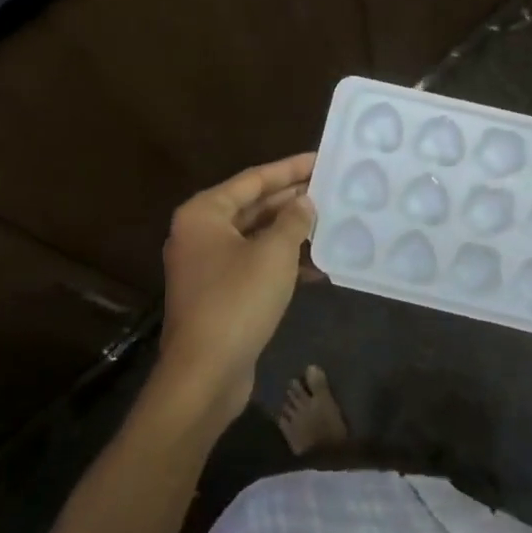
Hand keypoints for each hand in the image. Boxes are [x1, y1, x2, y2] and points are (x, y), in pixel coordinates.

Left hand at [154, 154, 317, 423]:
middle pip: (253, 206)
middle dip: (292, 200)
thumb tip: (304, 203)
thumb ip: (292, 221)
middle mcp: (200, 234)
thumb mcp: (274, 254)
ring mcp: (207, 266)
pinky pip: (254, 264)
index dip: (290, 168)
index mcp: (204, 214)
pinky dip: (282, 262)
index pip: (253, 179)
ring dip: (291, 232)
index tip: (321, 159)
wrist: (205, 373)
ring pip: (256, 237)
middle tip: (331, 189)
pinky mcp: (219, 294)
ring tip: (331, 223)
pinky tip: (317, 265)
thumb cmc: (238, 301)